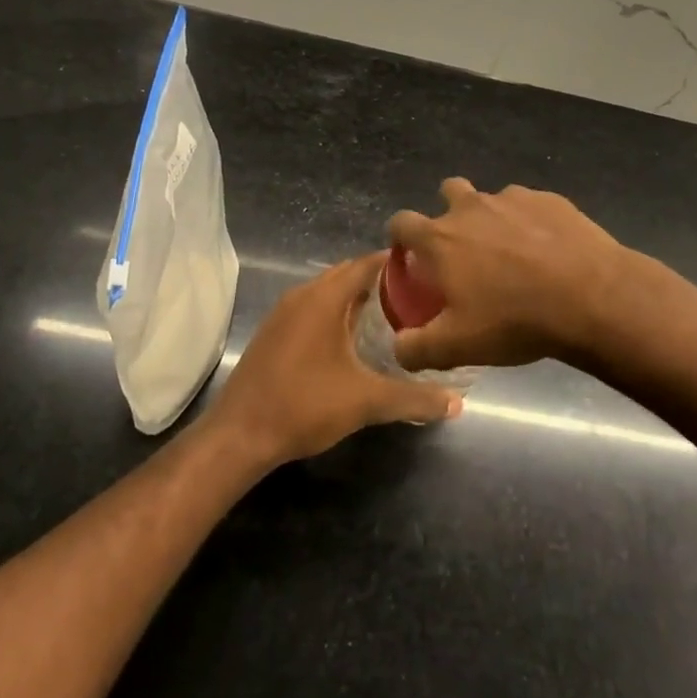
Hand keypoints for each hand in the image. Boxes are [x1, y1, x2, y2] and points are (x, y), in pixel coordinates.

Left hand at [206, 254, 460, 467]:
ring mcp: (282, 313)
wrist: (240, 434)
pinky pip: (311, 308)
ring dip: (355, 298)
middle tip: (415, 297)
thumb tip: (456, 403)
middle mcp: (302, 295)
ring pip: (327, 292)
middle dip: (379, 281)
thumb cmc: (305, 405)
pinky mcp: (273, 332)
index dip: (395, 264)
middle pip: (346, 274)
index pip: (365, 263)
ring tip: (390, 316)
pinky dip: (334, 312)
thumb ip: (413, 398)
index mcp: (324, 298)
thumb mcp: (366, 401)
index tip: (426, 272)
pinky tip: (351, 340)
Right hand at [387, 179, 631, 372]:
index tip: (411, 255)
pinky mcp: (550, 199)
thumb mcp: (457, 347)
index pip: (401, 222)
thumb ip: (416, 348)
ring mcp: (513, 198)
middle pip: (447, 191)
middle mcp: (471, 207)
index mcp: (440, 238)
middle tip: (464, 250)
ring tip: (512, 254)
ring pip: (491, 199)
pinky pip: (529, 206)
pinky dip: (530, 223)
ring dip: (492, 219)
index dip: (401, 236)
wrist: (590, 297)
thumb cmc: (514, 319)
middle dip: (449, 213)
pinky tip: (547, 251)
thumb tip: (398, 348)